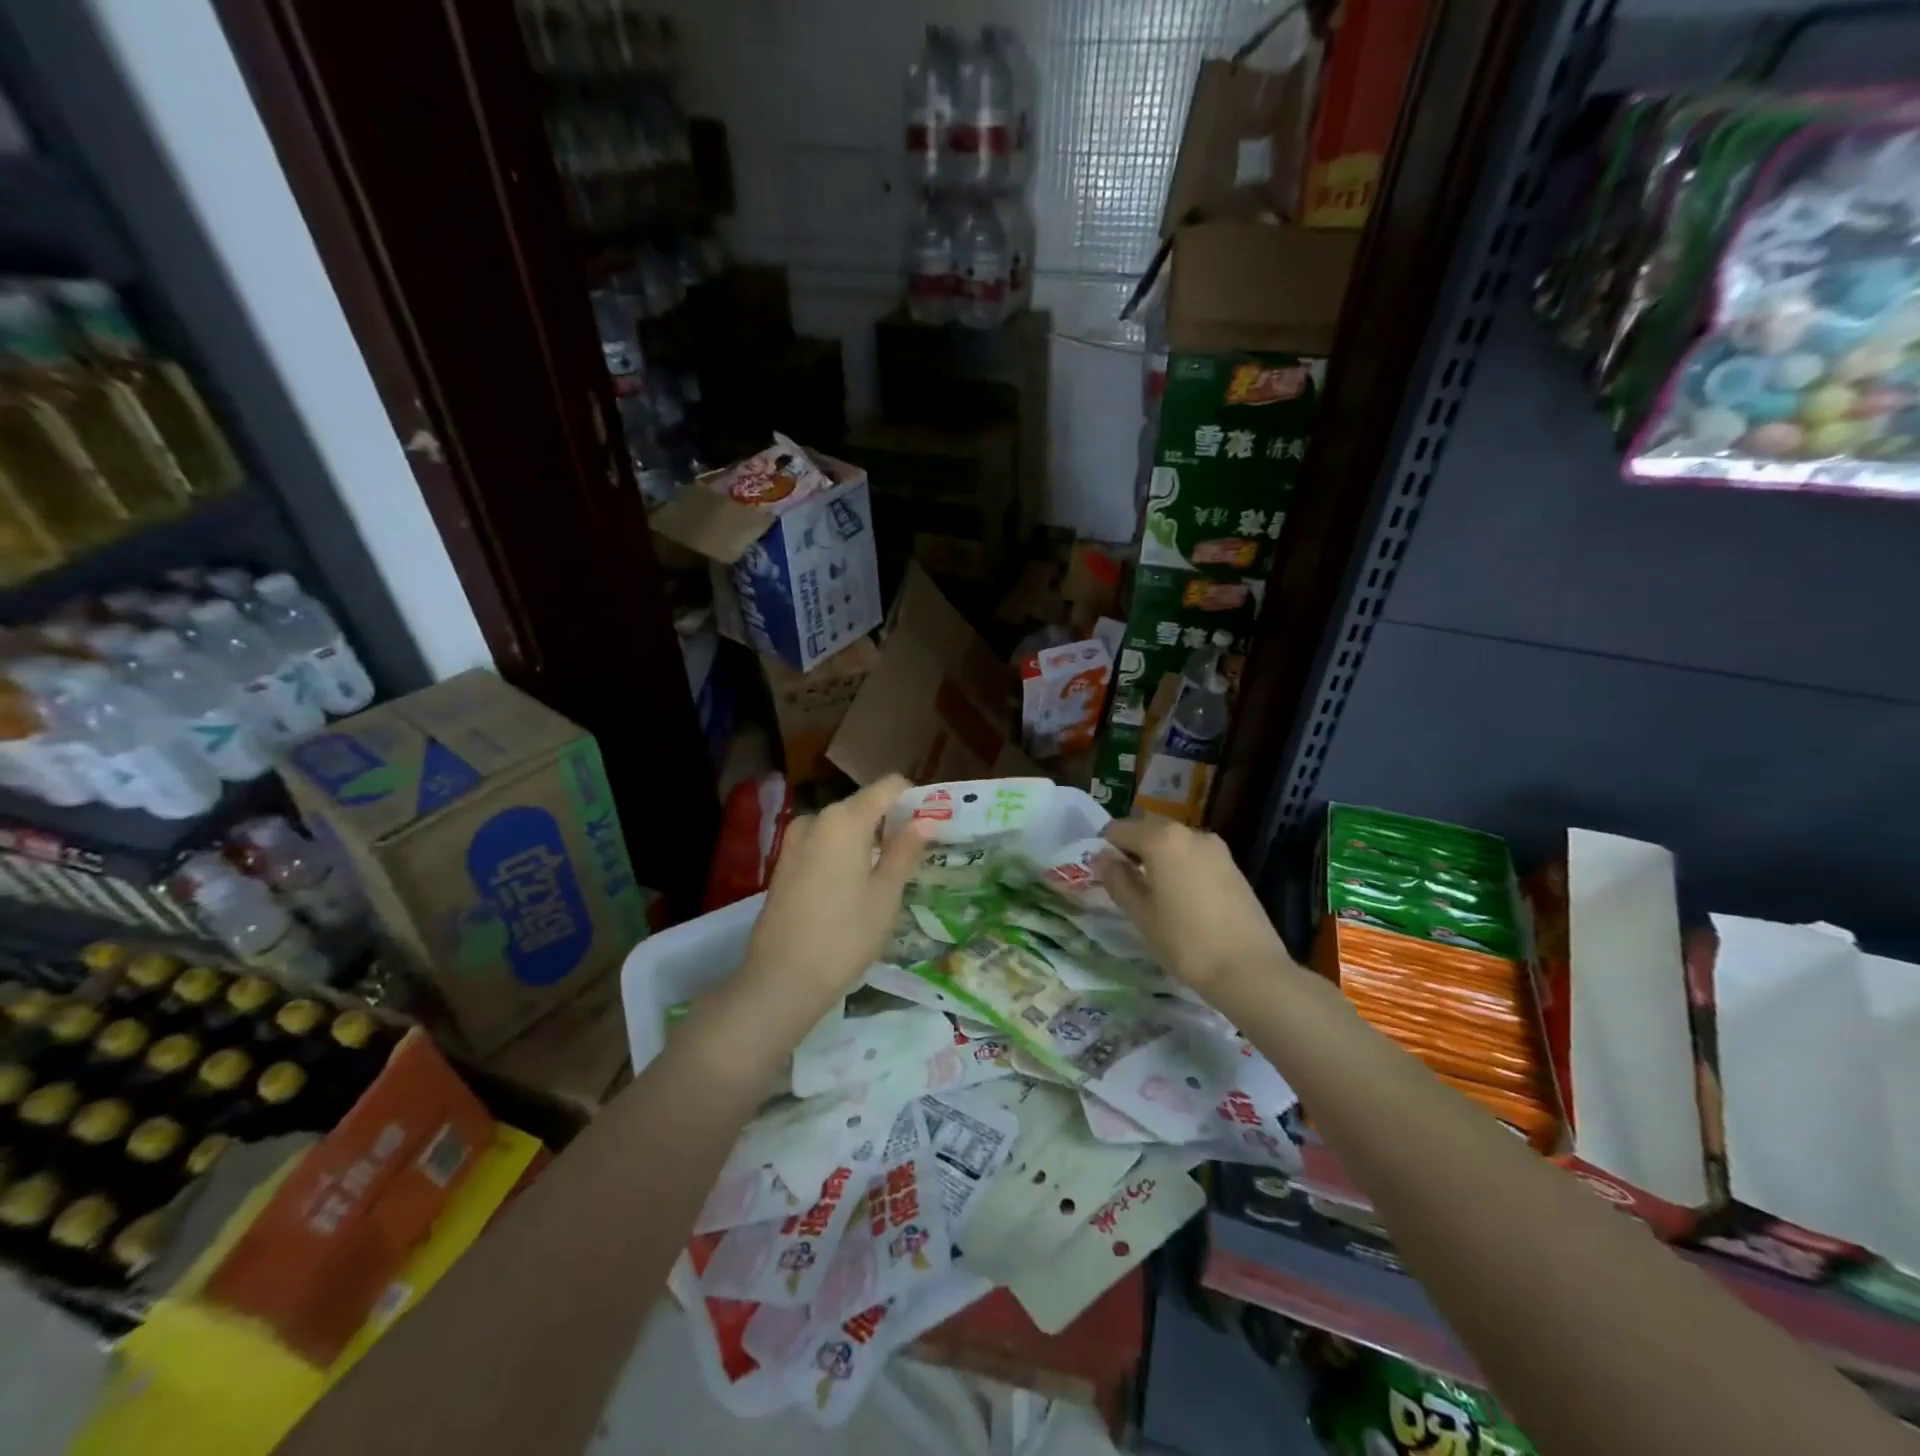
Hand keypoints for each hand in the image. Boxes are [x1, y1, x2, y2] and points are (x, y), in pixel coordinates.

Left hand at [738, 774, 928, 1018]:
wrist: (781, 980)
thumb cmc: (845, 935)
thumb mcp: (886, 895)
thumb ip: (905, 851)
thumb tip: (923, 822)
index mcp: (845, 819)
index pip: (888, 786)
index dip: (913, 799)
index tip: (930, 825)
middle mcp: (816, 819)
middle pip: (863, 805)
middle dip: (889, 822)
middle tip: (912, 856)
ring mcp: (794, 841)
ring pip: (841, 826)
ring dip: (866, 840)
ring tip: (885, 876)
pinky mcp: (783, 864)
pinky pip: (822, 844)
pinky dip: (843, 853)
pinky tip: (852, 887)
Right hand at [1098, 817, 1290, 996]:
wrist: (1249, 969)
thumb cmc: (1185, 941)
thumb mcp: (1140, 913)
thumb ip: (1117, 879)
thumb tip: (1101, 858)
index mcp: (1161, 839)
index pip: (1118, 829)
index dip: (1105, 849)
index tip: (1104, 875)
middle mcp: (1189, 833)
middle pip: (1148, 830)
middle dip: (1132, 851)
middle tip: (1126, 886)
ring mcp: (1215, 847)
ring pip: (1173, 843)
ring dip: (1157, 859)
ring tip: (1155, 895)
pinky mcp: (1232, 865)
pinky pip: (1194, 855)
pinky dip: (1180, 867)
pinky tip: (1182, 899)